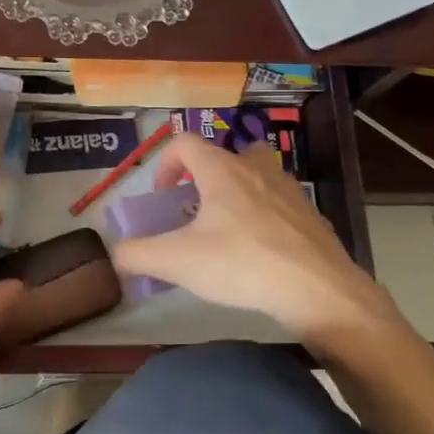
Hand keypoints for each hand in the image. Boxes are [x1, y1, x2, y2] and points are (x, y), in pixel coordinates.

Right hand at [111, 134, 396, 339]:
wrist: (318, 290)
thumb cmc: (241, 264)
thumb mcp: (177, 262)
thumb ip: (138, 255)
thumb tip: (116, 255)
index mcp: (222, 170)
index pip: (185, 143)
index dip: (166, 163)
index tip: (162, 196)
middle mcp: (256, 169)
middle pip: (226, 155)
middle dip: (206, 177)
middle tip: (197, 210)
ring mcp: (289, 191)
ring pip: (257, 176)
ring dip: (238, 194)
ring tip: (228, 231)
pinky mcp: (312, 216)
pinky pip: (280, 205)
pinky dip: (265, 218)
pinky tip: (260, 254)